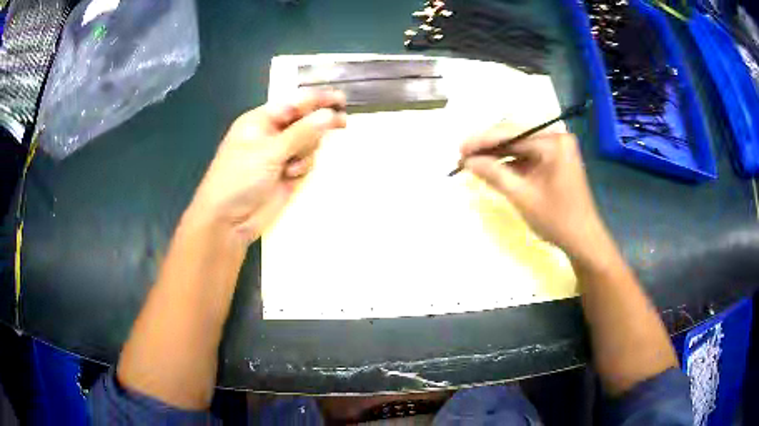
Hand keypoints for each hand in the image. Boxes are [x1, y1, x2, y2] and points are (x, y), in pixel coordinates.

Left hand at [187, 90, 346, 242]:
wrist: (229, 221)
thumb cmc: (240, 178)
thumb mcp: (269, 151)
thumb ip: (302, 132)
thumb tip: (330, 114)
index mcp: (260, 120)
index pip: (294, 103)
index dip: (317, 99)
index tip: (341, 99)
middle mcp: (272, 134)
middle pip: (304, 121)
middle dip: (318, 124)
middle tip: (342, 123)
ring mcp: (280, 155)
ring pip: (309, 142)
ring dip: (307, 151)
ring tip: (292, 166)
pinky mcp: (287, 174)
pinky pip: (307, 162)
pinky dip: (303, 167)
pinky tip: (291, 176)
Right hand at [461, 124, 610, 262]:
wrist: (583, 240)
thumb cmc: (557, 219)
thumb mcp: (522, 196)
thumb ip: (494, 174)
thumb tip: (467, 161)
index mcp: (553, 142)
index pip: (512, 133)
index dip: (483, 140)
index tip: (460, 149)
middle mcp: (556, 138)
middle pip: (515, 136)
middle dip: (488, 147)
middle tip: (463, 156)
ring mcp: (556, 148)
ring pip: (519, 146)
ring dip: (497, 155)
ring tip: (472, 163)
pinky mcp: (554, 160)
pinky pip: (527, 156)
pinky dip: (510, 163)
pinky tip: (492, 169)